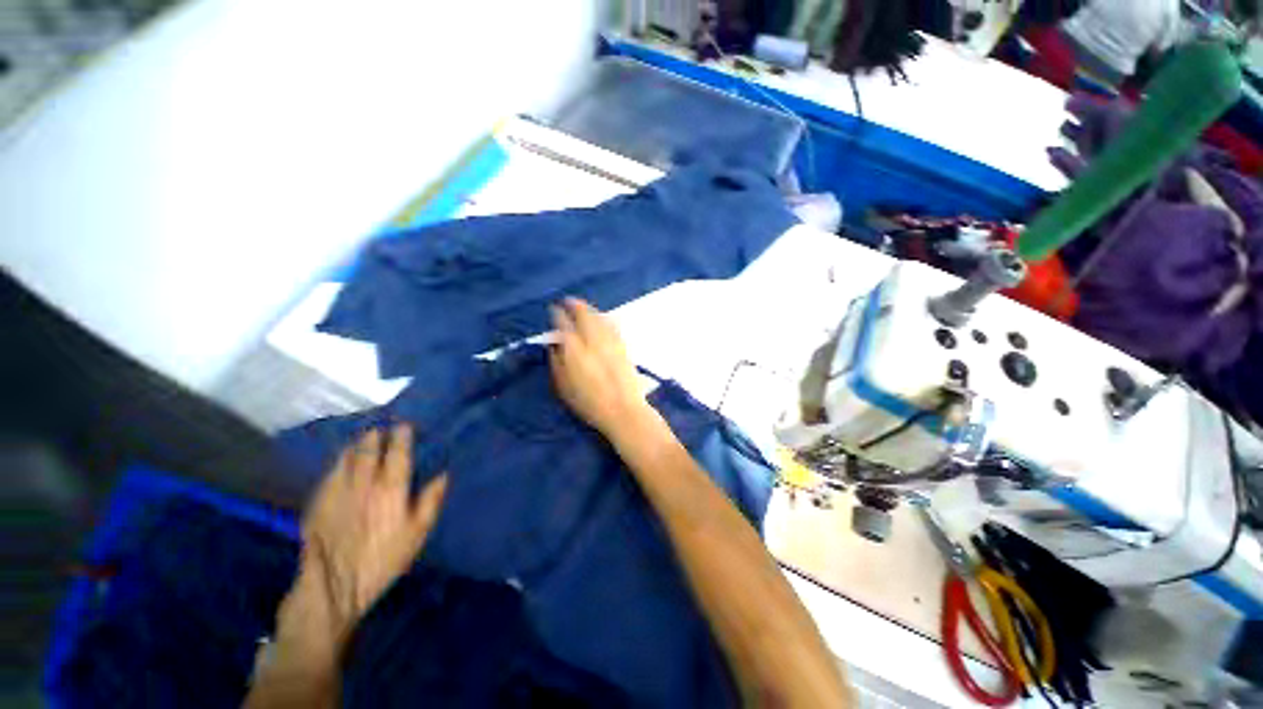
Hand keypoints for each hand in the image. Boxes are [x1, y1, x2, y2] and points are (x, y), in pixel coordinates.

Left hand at [297, 424, 447, 636]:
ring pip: (346, 459)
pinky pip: (329, 473)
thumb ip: (431, 500)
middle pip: (369, 451)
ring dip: (355, 446)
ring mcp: (338, 491)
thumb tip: (443, 475)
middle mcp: (364, 483)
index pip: (398, 453)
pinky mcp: (318, 502)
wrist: (334, 586)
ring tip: (360, 439)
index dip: (401, 437)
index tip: (404, 425)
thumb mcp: (417, 533)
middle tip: (380, 429)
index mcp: (391, 489)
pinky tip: (340, 462)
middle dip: (375, 437)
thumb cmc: (383, 559)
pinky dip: (337, 463)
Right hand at [549, 297, 651, 436]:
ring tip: (583, 307)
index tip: (554, 309)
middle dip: (575, 304)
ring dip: (590, 309)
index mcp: (574, 349)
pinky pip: (612, 325)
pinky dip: (604, 317)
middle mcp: (593, 339)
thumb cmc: (589, 403)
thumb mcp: (564, 387)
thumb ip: (557, 363)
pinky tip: (602, 317)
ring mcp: (610, 341)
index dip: (558, 314)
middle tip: (568, 300)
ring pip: (599, 317)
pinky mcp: (623, 346)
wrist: (623, 410)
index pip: (564, 324)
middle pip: (584, 314)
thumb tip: (554, 346)